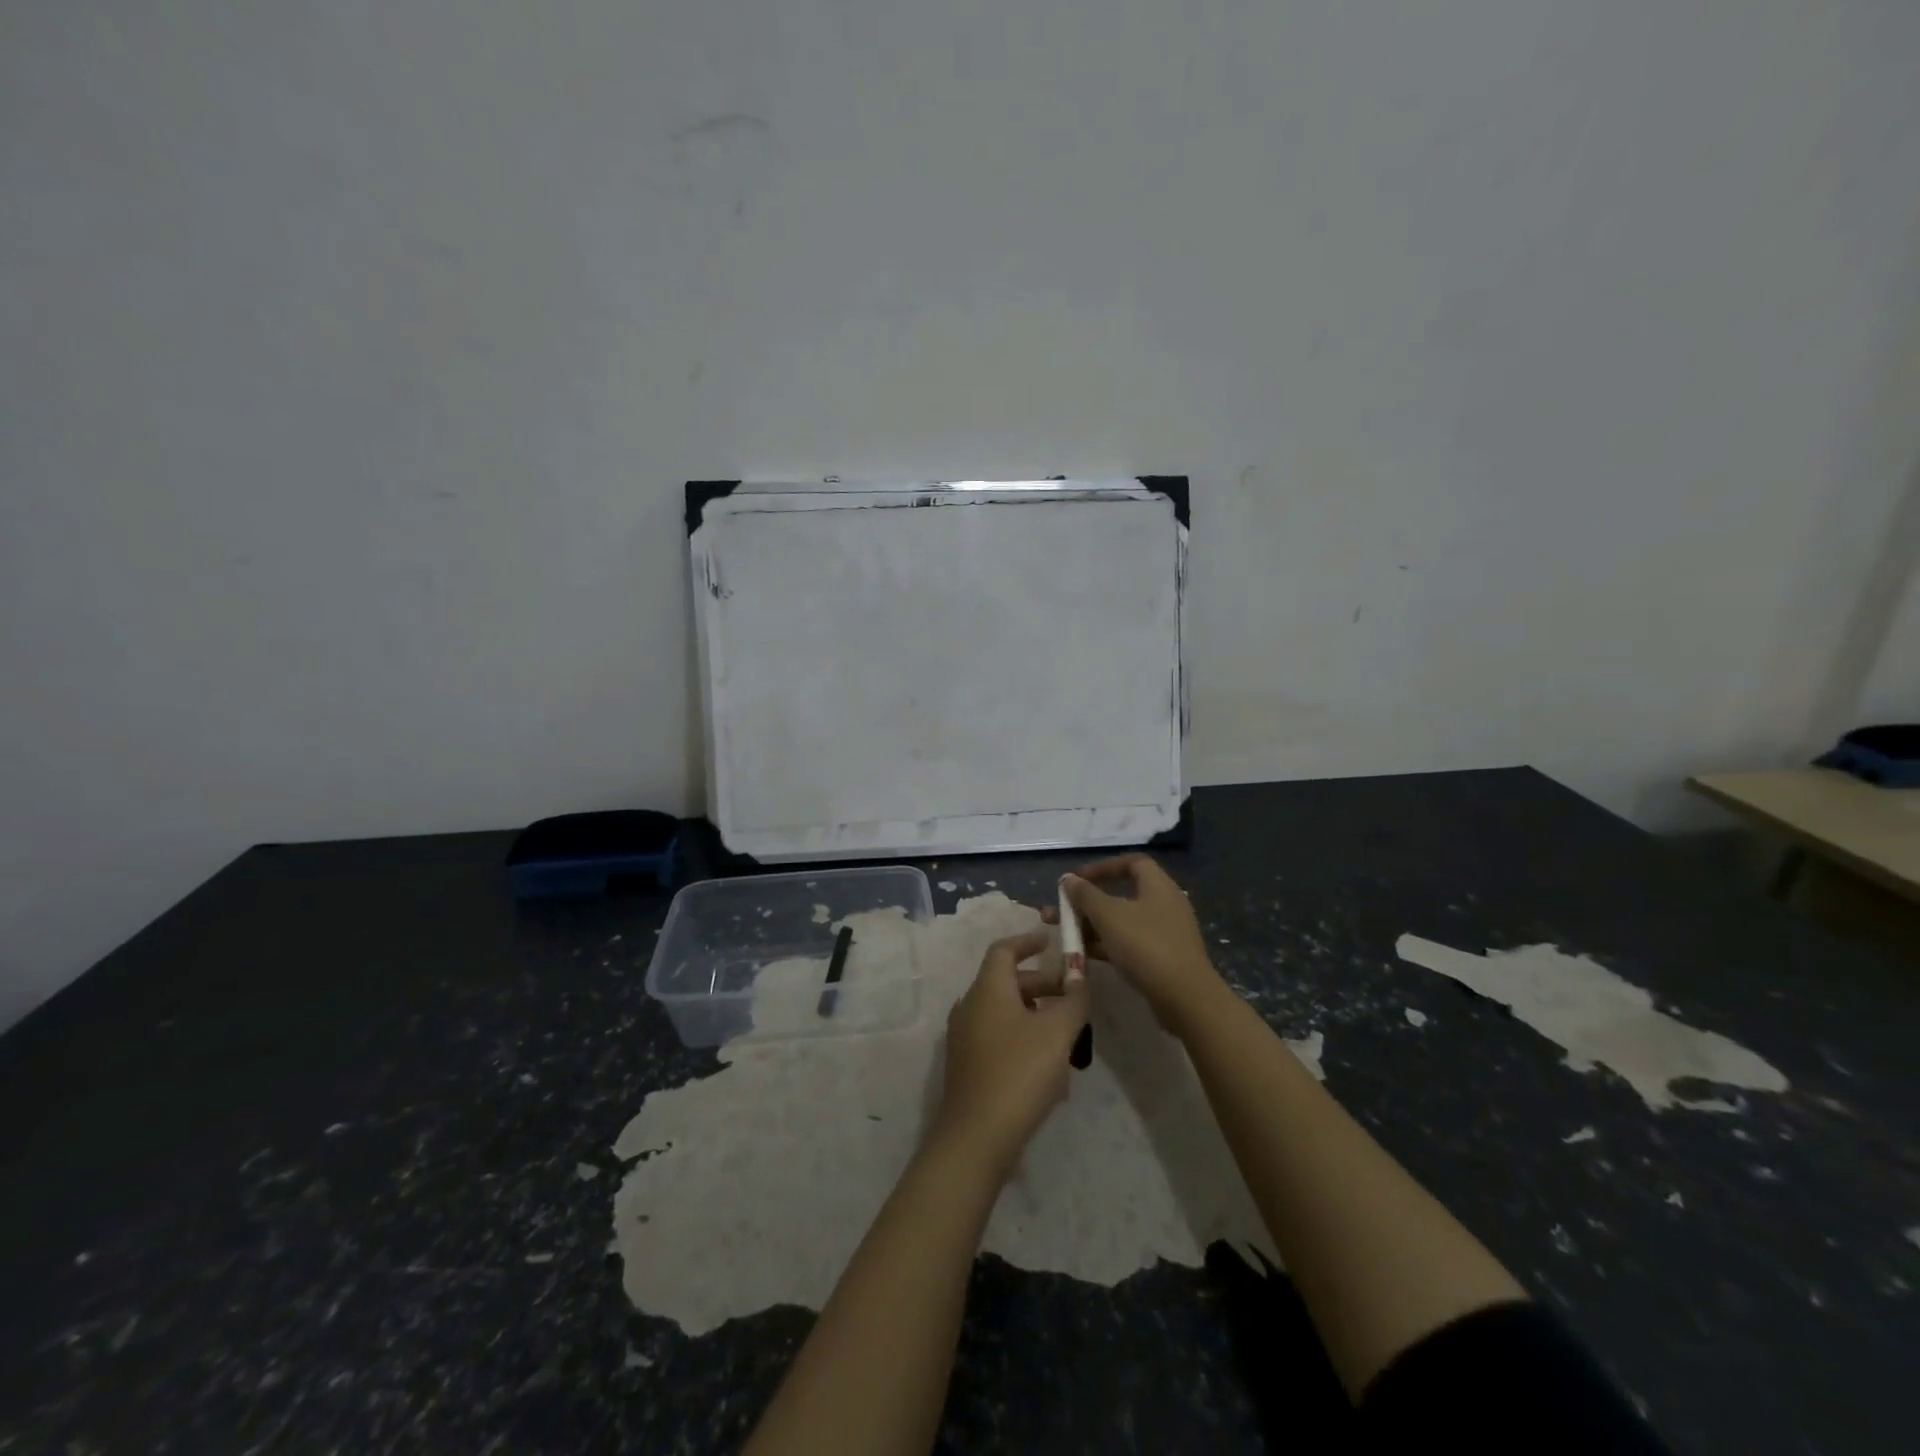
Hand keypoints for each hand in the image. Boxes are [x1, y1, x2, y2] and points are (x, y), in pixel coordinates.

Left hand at [933, 929, 1089, 1177]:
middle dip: (1042, 983)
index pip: (1004, 949)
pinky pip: (998, 1036)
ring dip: (1036, 1012)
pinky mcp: (968, 1065)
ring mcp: (965, 1037)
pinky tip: (1049, 1066)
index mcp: (987, 989)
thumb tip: (1081, 975)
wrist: (976, 1137)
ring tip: (1069, 1033)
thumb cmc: (1018, 1073)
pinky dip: (1023, 1036)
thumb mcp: (1057, 1033)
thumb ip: (1074, 999)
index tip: (1050, 940)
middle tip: (1073, 995)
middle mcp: (970, 1006)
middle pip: (1007, 981)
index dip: (1027, 941)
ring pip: (1004, 1011)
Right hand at [1044, 854, 1225, 1034]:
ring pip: (1123, 922)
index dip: (1103, 867)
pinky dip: (1108, 945)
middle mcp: (1164, 904)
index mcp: (1158, 886)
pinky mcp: (1162, 958)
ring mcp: (1165, 933)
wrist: (1185, 998)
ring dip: (1094, 926)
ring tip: (1066, 936)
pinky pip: (1130, 943)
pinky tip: (1085, 956)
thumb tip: (1068, 879)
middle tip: (1063, 911)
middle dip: (1089, 902)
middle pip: (1122, 894)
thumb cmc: (1145, 945)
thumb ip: (1085, 895)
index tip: (1078, 880)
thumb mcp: (1109, 916)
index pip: (1132, 862)